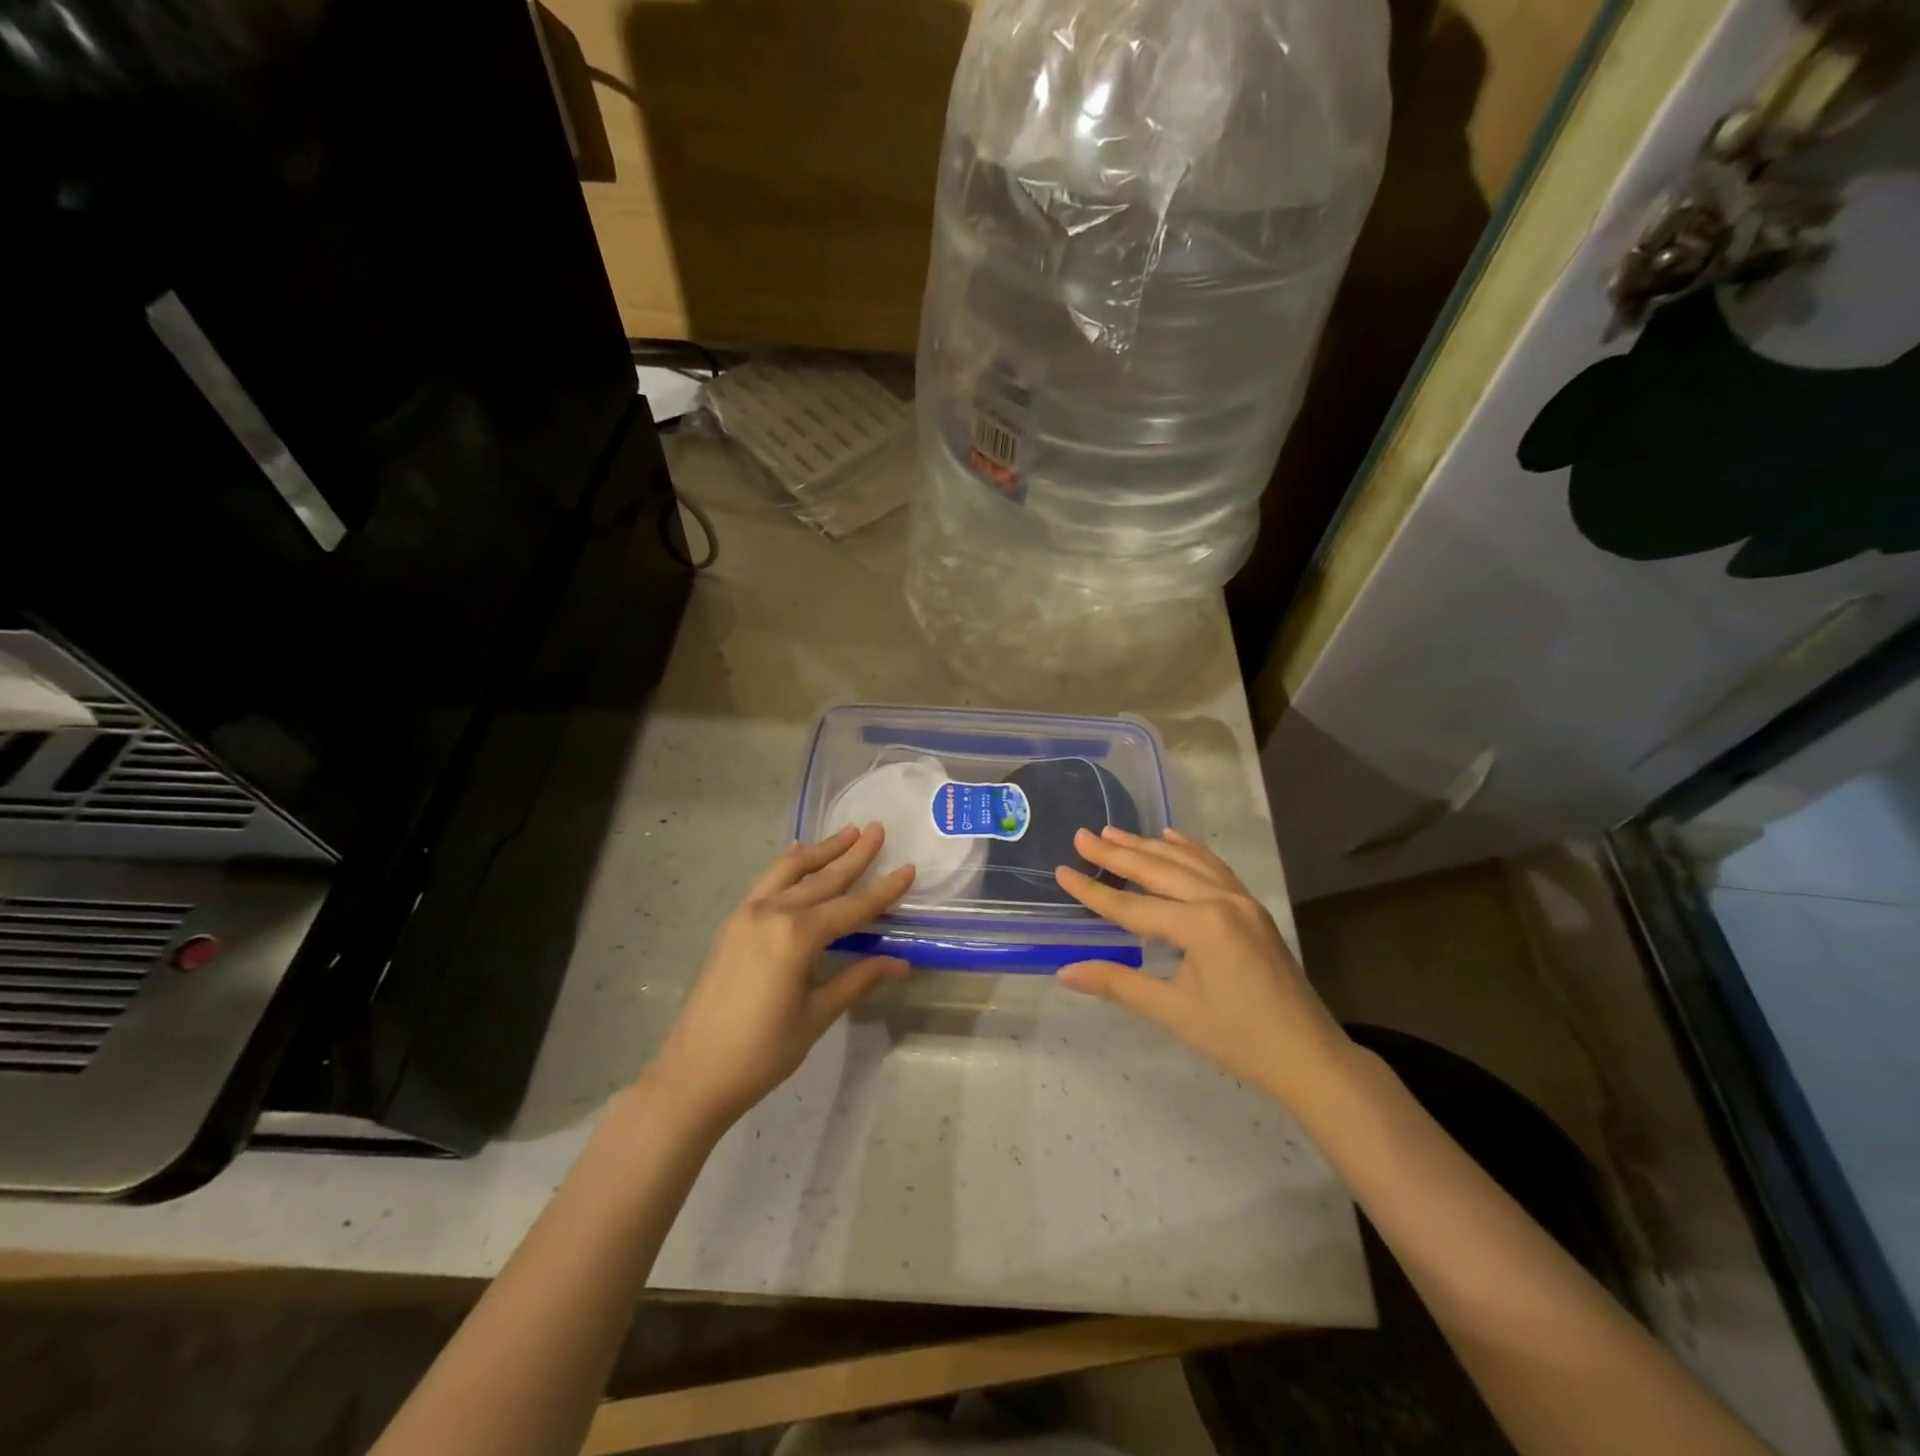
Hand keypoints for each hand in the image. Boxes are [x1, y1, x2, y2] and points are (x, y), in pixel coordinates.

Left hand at [648, 825, 914, 1130]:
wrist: (694, 1073)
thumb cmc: (763, 1051)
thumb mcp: (818, 1014)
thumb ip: (858, 979)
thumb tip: (901, 963)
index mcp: (798, 935)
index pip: (852, 907)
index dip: (884, 890)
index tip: (909, 868)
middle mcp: (772, 913)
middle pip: (822, 878)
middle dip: (853, 854)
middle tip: (877, 829)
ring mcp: (747, 914)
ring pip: (791, 871)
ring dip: (821, 851)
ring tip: (846, 832)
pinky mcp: (732, 923)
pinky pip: (766, 881)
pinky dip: (787, 865)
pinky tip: (797, 854)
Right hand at [1053, 827, 1350, 1106]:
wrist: (1308, 1055)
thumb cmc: (1238, 1038)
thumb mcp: (1173, 1011)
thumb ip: (1118, 984)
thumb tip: (1064, 972)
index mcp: (1201, 925)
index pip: (1133, 905)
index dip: (1093, 891)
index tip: (1061, 871)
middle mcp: (1221, 900)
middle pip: (1158, 871)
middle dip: (1117, 854)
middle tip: (1082, 836)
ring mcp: (1241, 899)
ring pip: (1186, 862)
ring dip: (1148, 846)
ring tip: (1114, 833)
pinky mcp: (1252, 906)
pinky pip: (1214, 867)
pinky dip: (1189, 849)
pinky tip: (1170, 838)